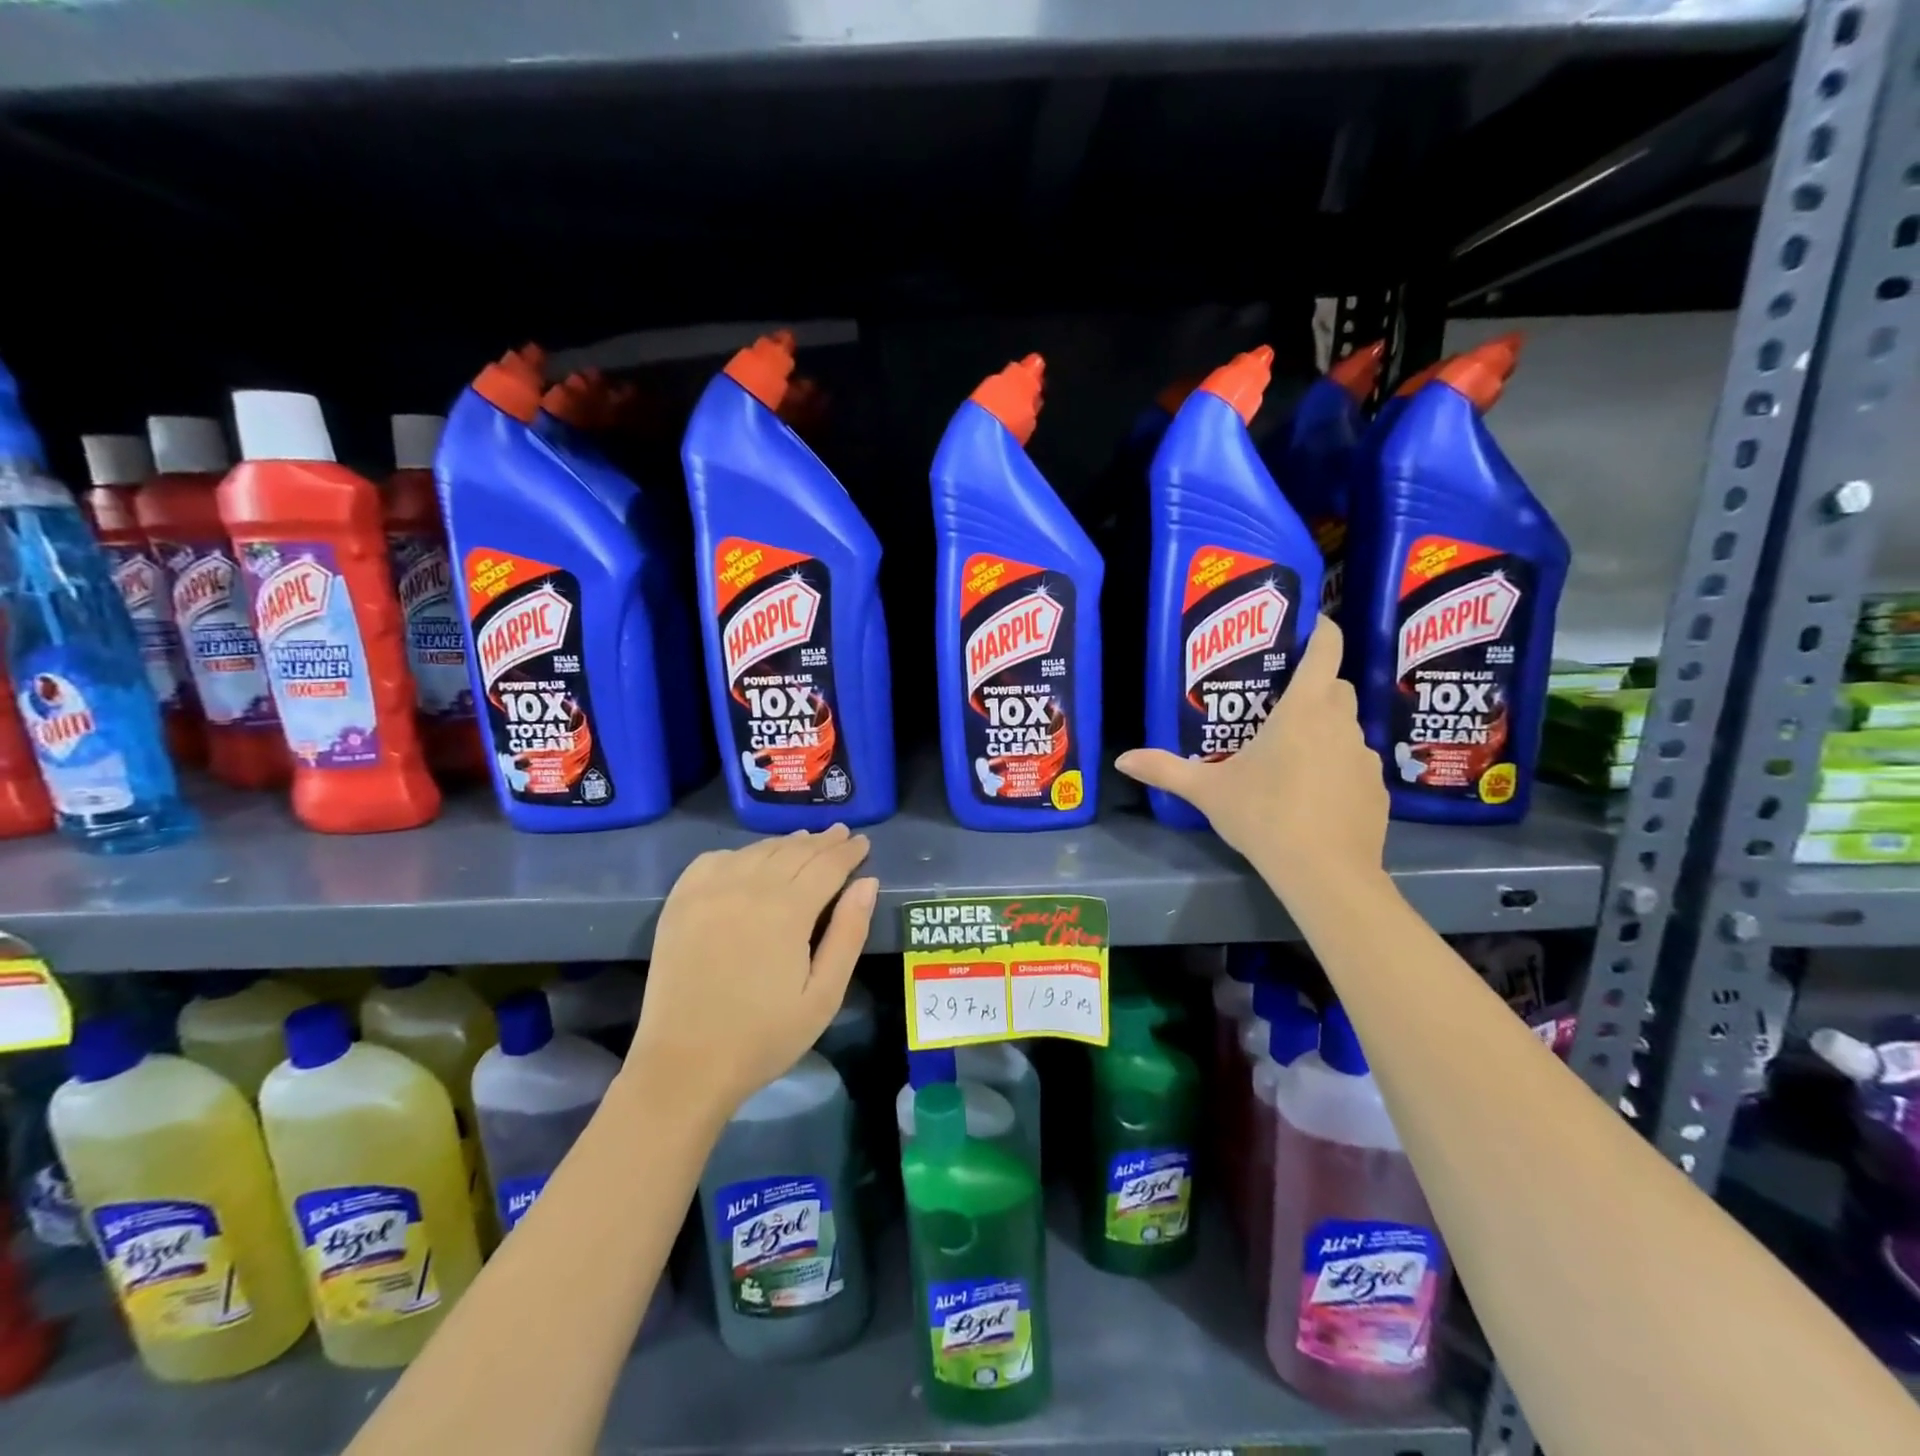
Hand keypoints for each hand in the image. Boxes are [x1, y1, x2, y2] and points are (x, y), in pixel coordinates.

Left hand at [634, 825, 877, 1118]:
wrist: (685, 1065)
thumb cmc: (764, 1036)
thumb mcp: (824, 995)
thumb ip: (849, 934)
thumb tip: (867, 883)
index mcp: (787, 910)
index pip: (827, 865)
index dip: (848, 852)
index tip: (863, 843)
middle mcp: (748, 887)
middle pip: (794, 851)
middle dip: (823, 842)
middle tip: (842, 834)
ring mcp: (709, 891)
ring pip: (757, 850)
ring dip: (786, 843)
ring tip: (805, 841)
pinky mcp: (680, 902)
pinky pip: (716, 859)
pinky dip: (741, 853)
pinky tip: (750, 859)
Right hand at [1115, 615, 1387, 894]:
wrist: (1325, 873)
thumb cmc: (1265, 816)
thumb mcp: (1208, 791)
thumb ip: (1166, 770)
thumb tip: (1122, 759)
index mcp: (1303, 710)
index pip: (1326, 650)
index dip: (1321, 630)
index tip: (1309, 626)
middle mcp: (1341, 723)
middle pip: (1337, 686)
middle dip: (1316, 685)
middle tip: (1280, 703)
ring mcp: (1364, 757)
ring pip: (1348, 726)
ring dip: (1326, 729)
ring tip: (1293, 754)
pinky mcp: (1376, 789)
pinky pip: (1355, 764)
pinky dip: (1338, 766)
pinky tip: (1315, 795)